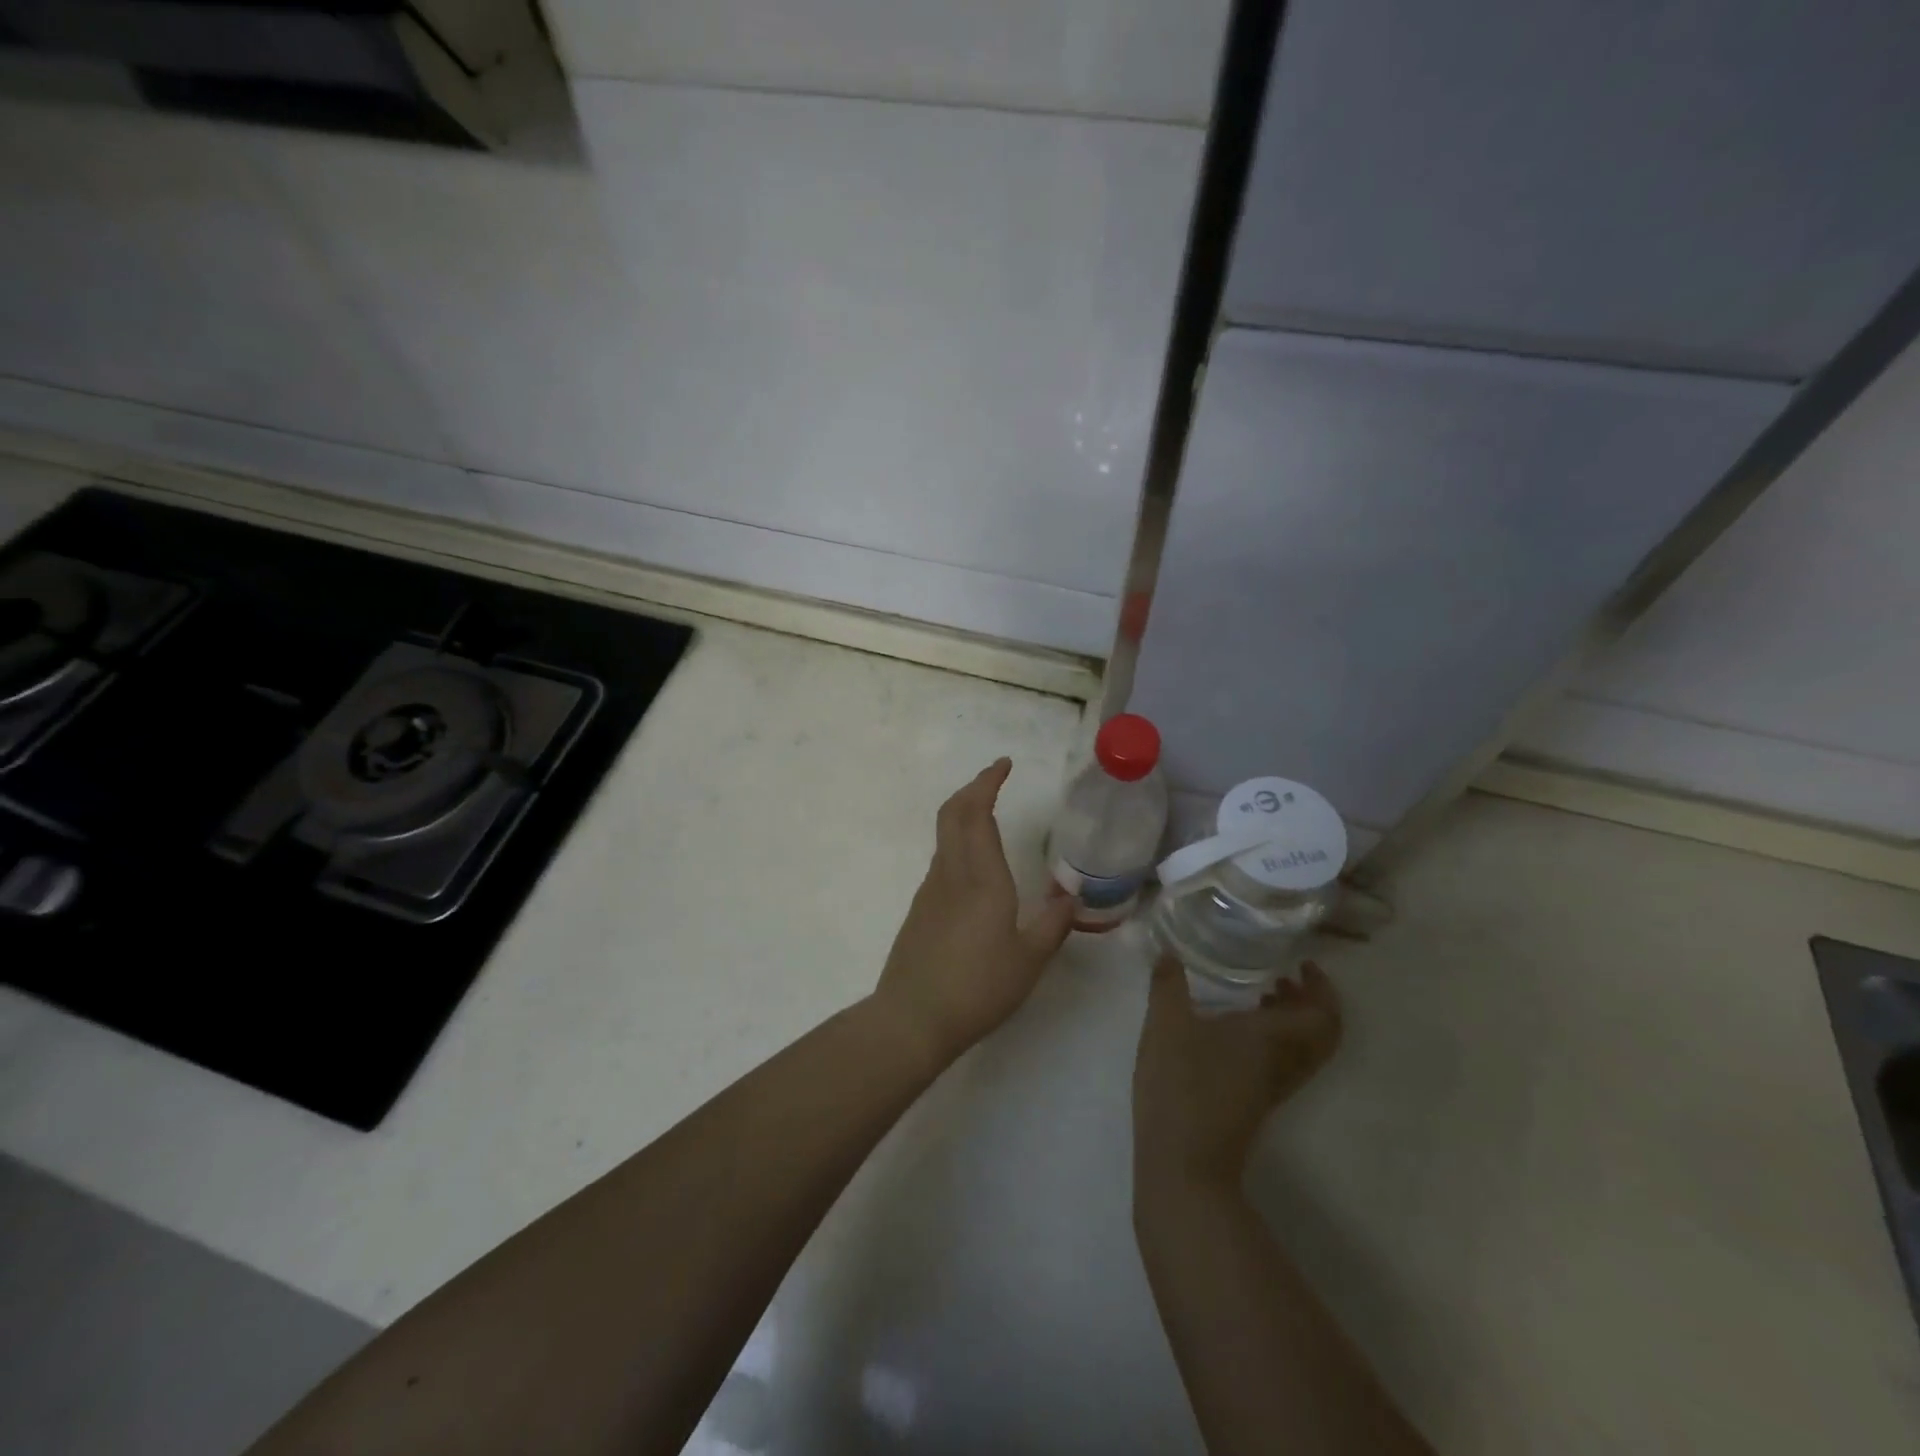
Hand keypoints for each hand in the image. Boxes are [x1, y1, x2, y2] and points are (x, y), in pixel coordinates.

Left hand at [871, 759, 1075, 1068]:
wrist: (912, 1018)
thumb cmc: (978, 988)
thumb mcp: (1029, 960)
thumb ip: (1053, 924)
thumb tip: (1071, 897)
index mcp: (982, 878)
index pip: (978, 813)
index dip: (987, 782)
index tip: (1003, 765)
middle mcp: (951, 873)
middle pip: (952, 814)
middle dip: (972, 789)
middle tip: (995, 780)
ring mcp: (930, 890)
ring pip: (944, 836)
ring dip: (963, 815)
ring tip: (989, 818)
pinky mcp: (919, 909)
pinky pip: (941, 862)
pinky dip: (957, 845)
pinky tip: (975, 869)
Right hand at [1133, 956, 1341, 1190]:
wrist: (1185, 1161)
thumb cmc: (1181, 1084)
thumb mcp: (1166, 1024)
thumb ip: (1168, 984)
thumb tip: (1168, 952)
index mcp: (1273, 1038)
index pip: (1323, 1014)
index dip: (1322, 988)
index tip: (1302, 964)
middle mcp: (1283, 1062)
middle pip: (1322, 1034)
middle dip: (1312, 1002)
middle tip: (1286, 977)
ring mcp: (1272, 1085)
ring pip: (1304, 1049)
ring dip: (1294, 1020)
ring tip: (1262, 995)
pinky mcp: (1257, 1100)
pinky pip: (1285, 1060)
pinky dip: (1276, 1037)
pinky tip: (1237, 1028)